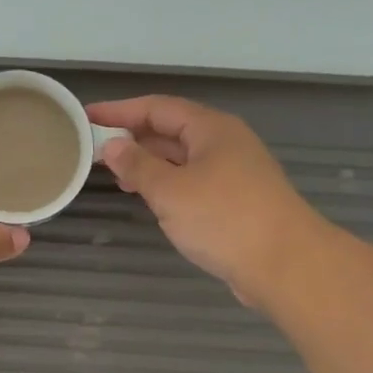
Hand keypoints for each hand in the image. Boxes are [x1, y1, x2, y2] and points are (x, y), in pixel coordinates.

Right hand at [88, 95, 320, 309]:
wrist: (285, 264)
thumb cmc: (224, 219)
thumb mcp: (170, 191)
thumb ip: (138, 166)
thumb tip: (113, 146)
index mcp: (211, 129)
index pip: (157, 108)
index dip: (119, 111)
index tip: (86, 116)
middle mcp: (224, 143)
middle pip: (171, 129)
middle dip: (134, 137)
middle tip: (95, 148)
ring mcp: (234, 172)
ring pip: (182, 158)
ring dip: (149, 162)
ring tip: (117, 175)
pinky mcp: (236, 201)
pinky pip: (193, 181)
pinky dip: (167, 184)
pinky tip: (151, 199)